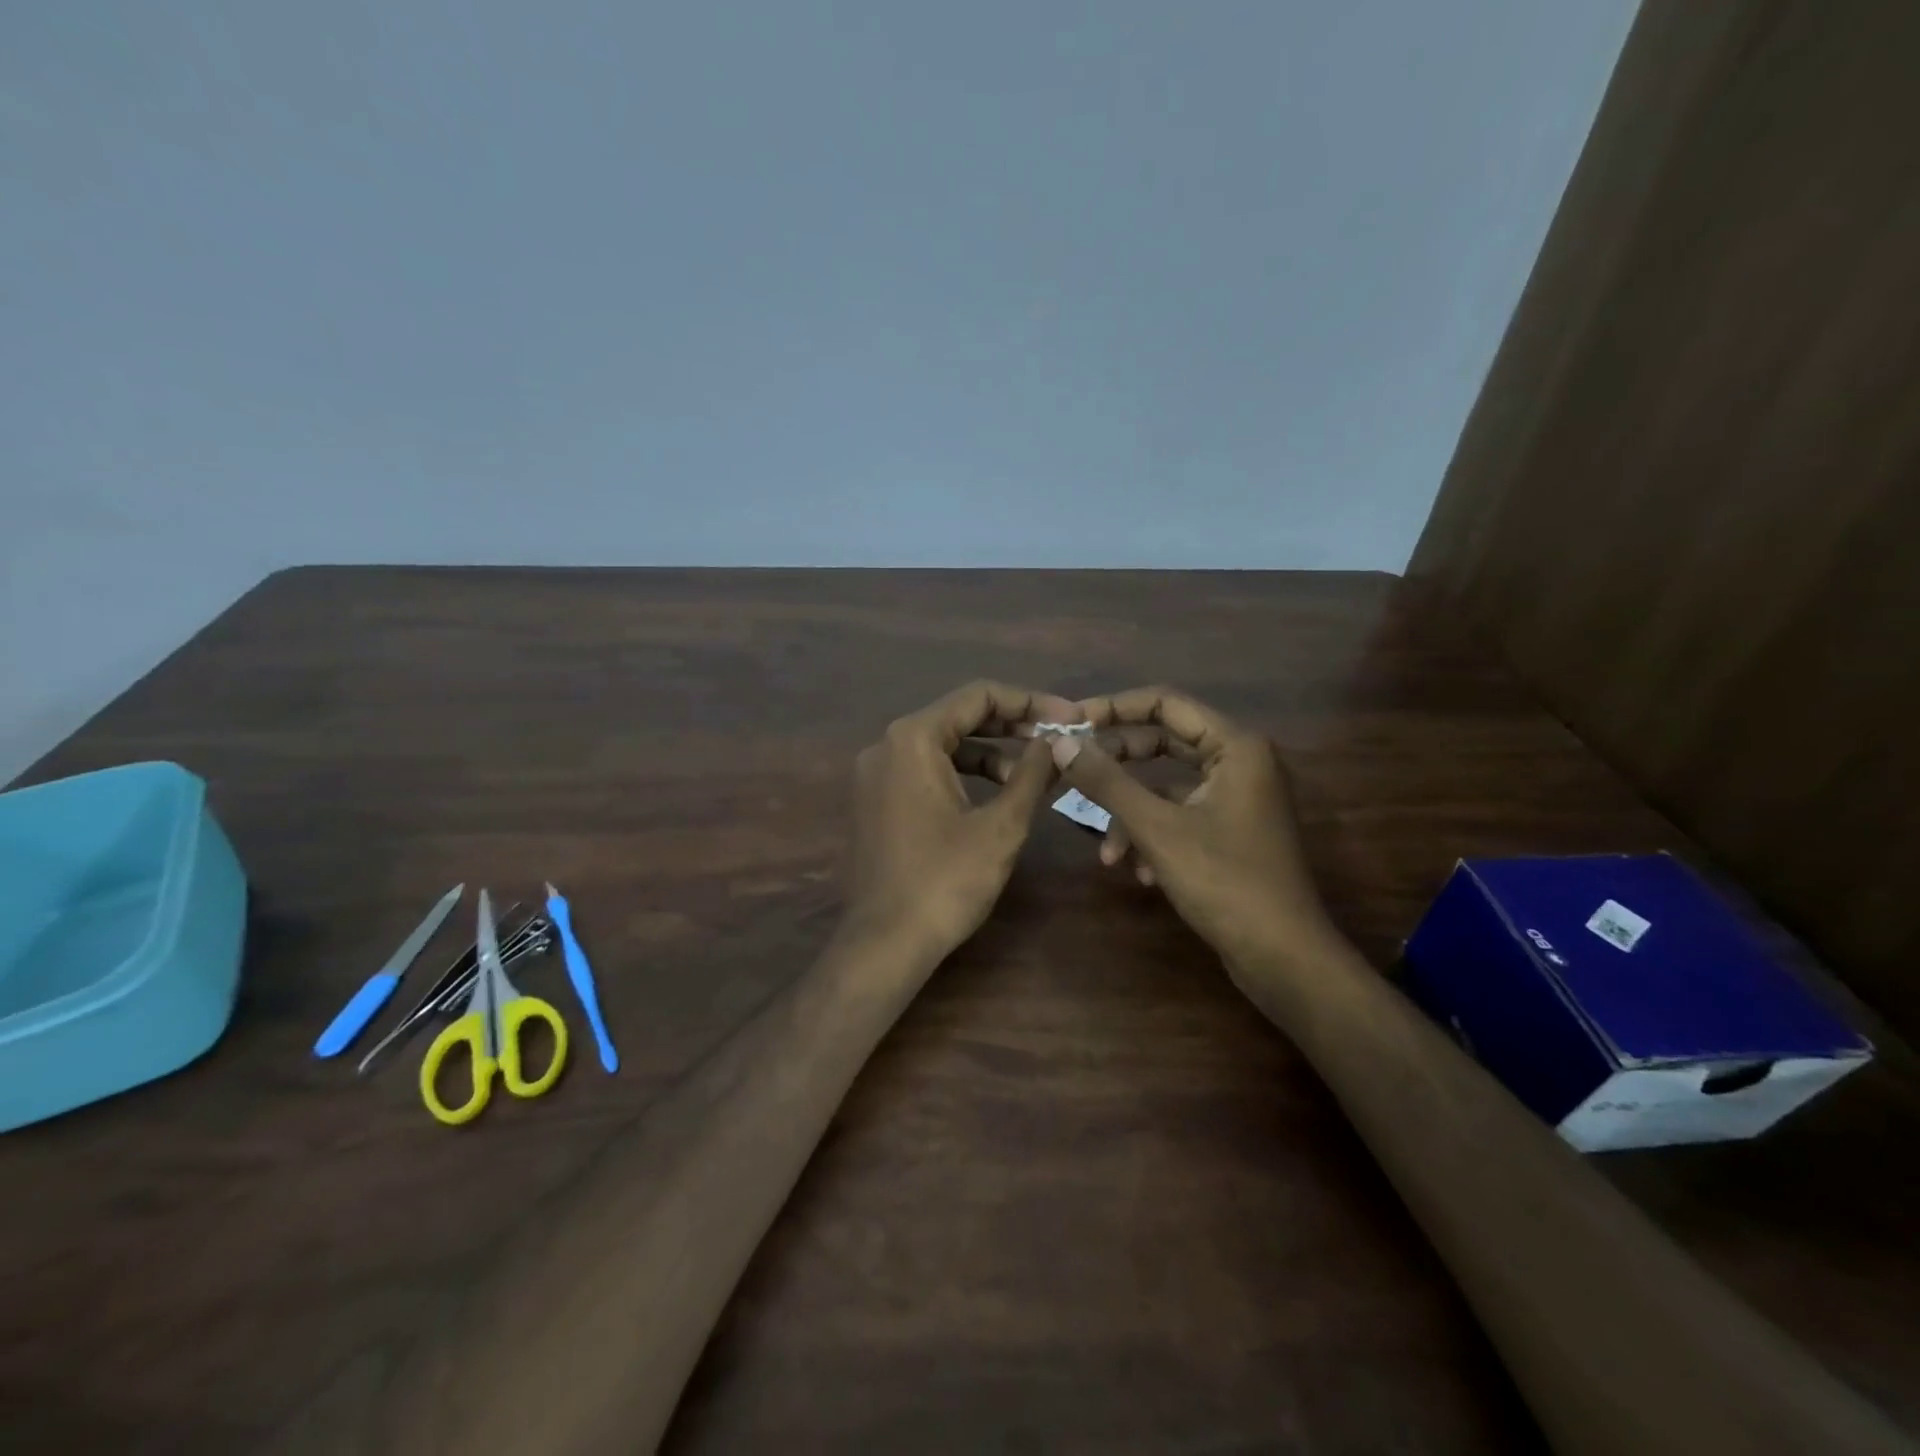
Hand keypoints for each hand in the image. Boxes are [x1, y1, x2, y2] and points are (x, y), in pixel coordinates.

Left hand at [846, 680, 1076, 956]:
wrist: (885, 943)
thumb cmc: (946, 881)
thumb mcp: (1001, 825)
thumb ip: (1032, 773)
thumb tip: (1058, 740)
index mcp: (912, 738)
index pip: (978, 696)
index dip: (1030, 702)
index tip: (1071, 717)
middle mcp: (886, 745)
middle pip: (958, 716)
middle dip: (1011, 725)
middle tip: (1058, 738)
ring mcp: (876, 773)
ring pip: (942, 745)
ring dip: (989, 752)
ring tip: (1032, 774)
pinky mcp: (876, 799)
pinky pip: (925, 769)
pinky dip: (962, 773)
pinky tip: (996, 793)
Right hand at [1051, 687, 1329, 963]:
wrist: (1283, 958)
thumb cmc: (1225, 882)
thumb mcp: (1156, 829)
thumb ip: (1107, 782)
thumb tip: (1061, 742)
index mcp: (1235, 747)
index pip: (1165, 703)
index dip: (1115, 709)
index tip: (1072, 723)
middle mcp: (1239, 763)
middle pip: (1163, 744)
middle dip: (1117, 766)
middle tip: (1072, 773)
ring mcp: (1236, 800)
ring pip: (1166, 789)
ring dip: (1130, 815)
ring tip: (1107, 855)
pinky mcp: (1230, 832)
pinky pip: (1179, 817)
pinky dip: (1153, 838)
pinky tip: (1140, 874)